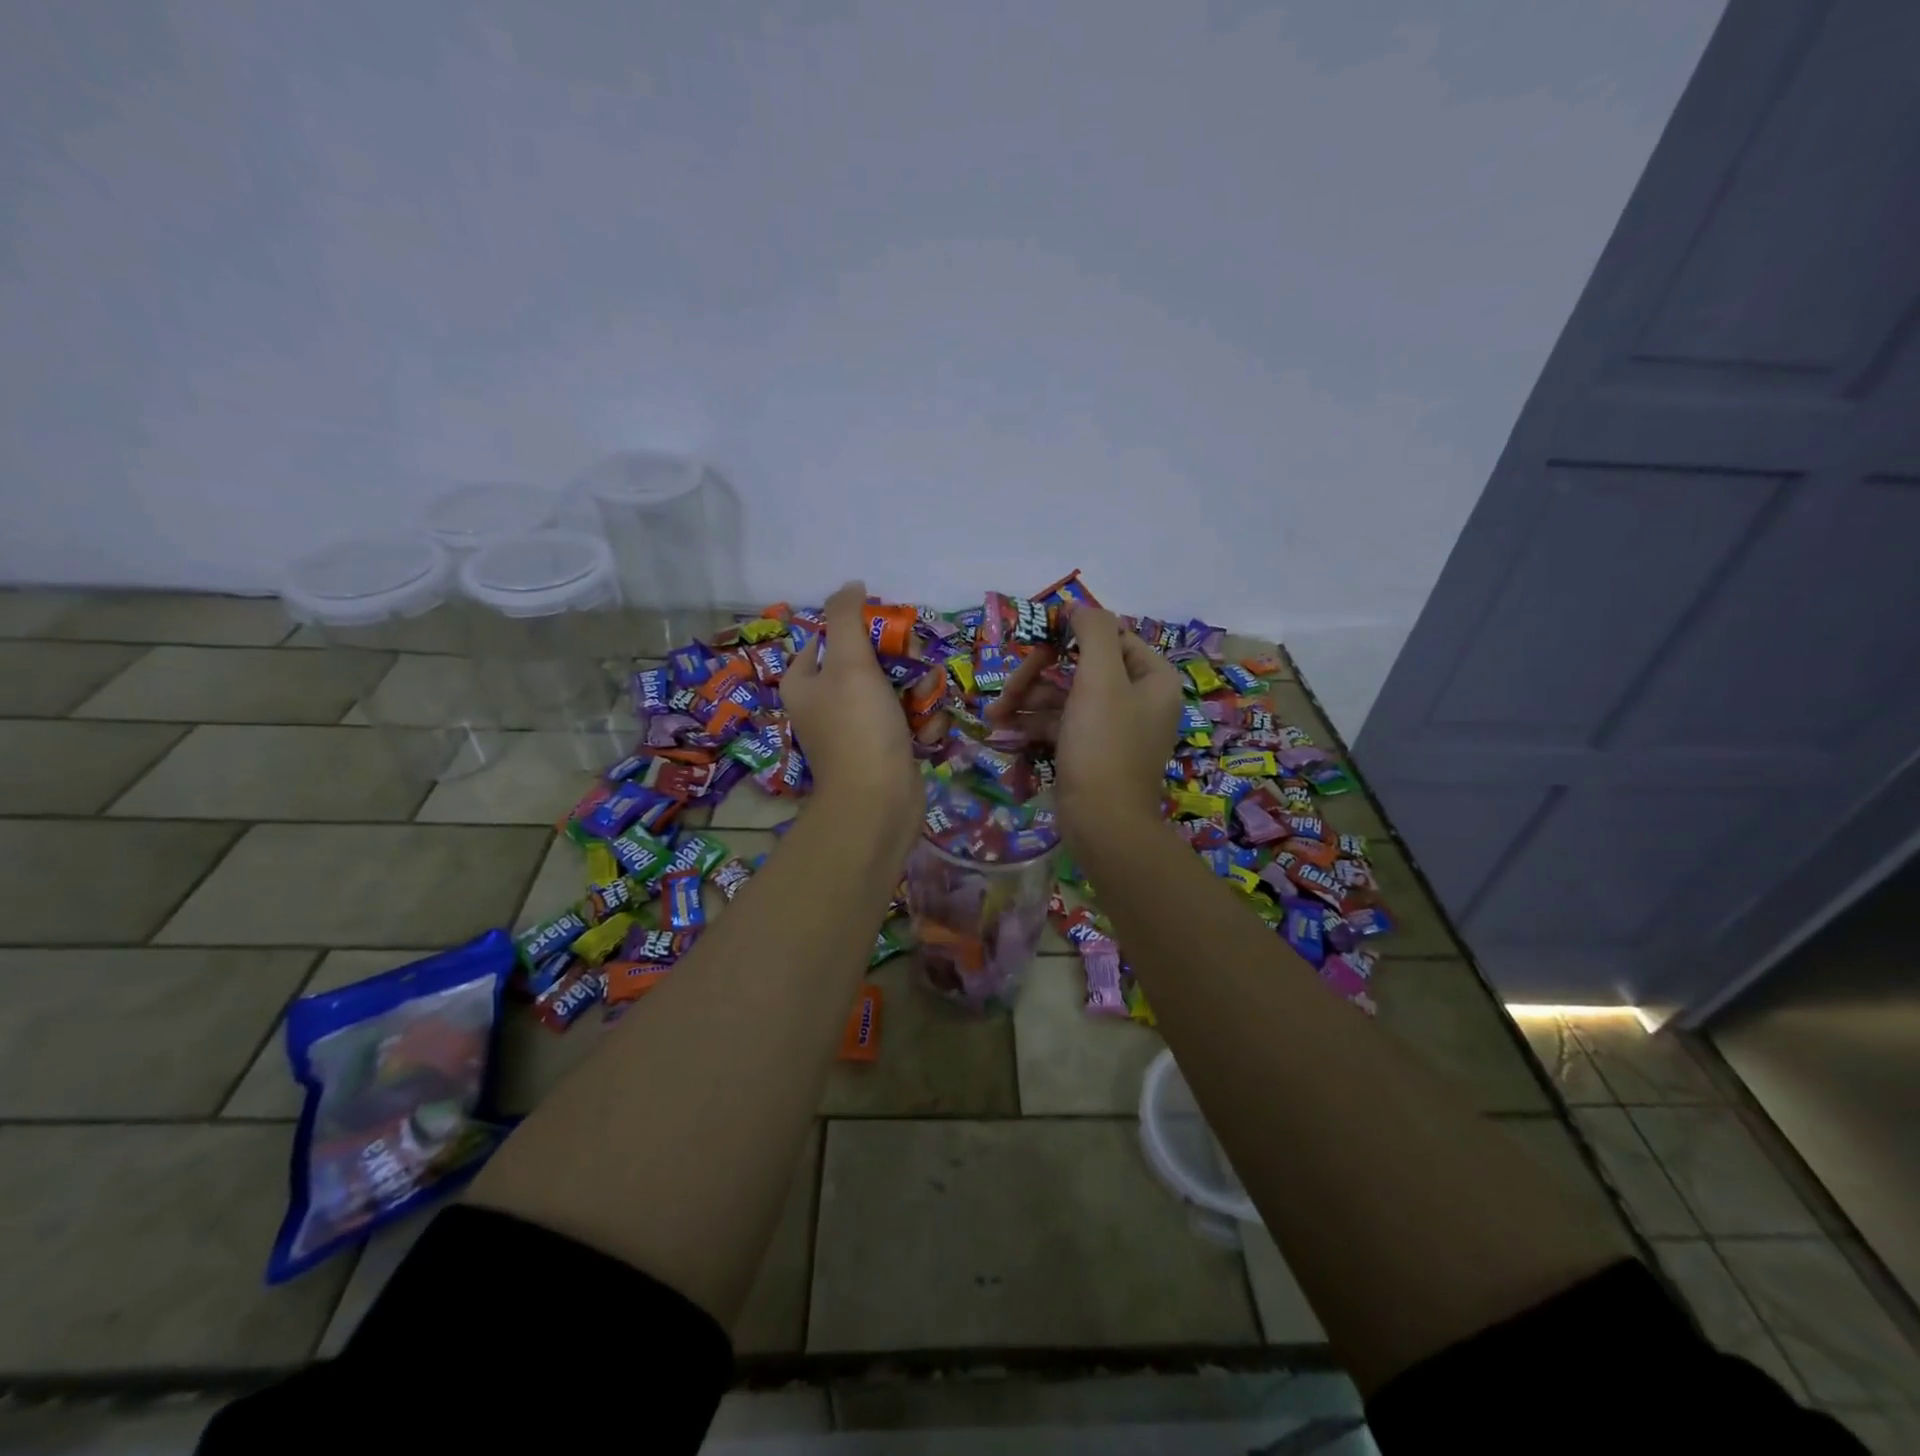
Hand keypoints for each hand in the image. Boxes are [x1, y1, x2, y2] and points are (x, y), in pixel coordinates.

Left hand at [782, 581, 921, 845]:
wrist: (879, 802)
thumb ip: (847, 617)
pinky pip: (906, 717)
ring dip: (919, 691)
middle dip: (901, 662)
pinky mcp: (883, 747)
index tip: (891, 632)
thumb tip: (851, 585)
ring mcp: (855, 726)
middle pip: (868, 659)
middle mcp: (825, 702)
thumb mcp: (849, 661)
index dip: (863, 627)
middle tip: (915, 669)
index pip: (830, 635)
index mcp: (804, 681)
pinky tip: (927, 731)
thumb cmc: (859, 726)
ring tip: (925, 704)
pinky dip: (921, 720)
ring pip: (894, 687)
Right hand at [988, 606, 1182, 835]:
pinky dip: (1033, 723)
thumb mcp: (1100, 679)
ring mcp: (1112, 727)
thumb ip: (1093, 632)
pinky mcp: (1090, 751)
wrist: (1103, 824)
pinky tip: (1004, 729)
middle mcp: (1137, 698)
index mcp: (1152, 678)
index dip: (1071, 633)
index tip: (1036, 638)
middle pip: (1080, 666)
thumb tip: (1079, 606)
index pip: (1111, 636)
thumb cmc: (1104, 745)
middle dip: (1038, 674)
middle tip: (1008, 687)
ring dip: (1028, 699)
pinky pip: (1060, 724)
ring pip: (1064, 696)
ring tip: (995, 713)